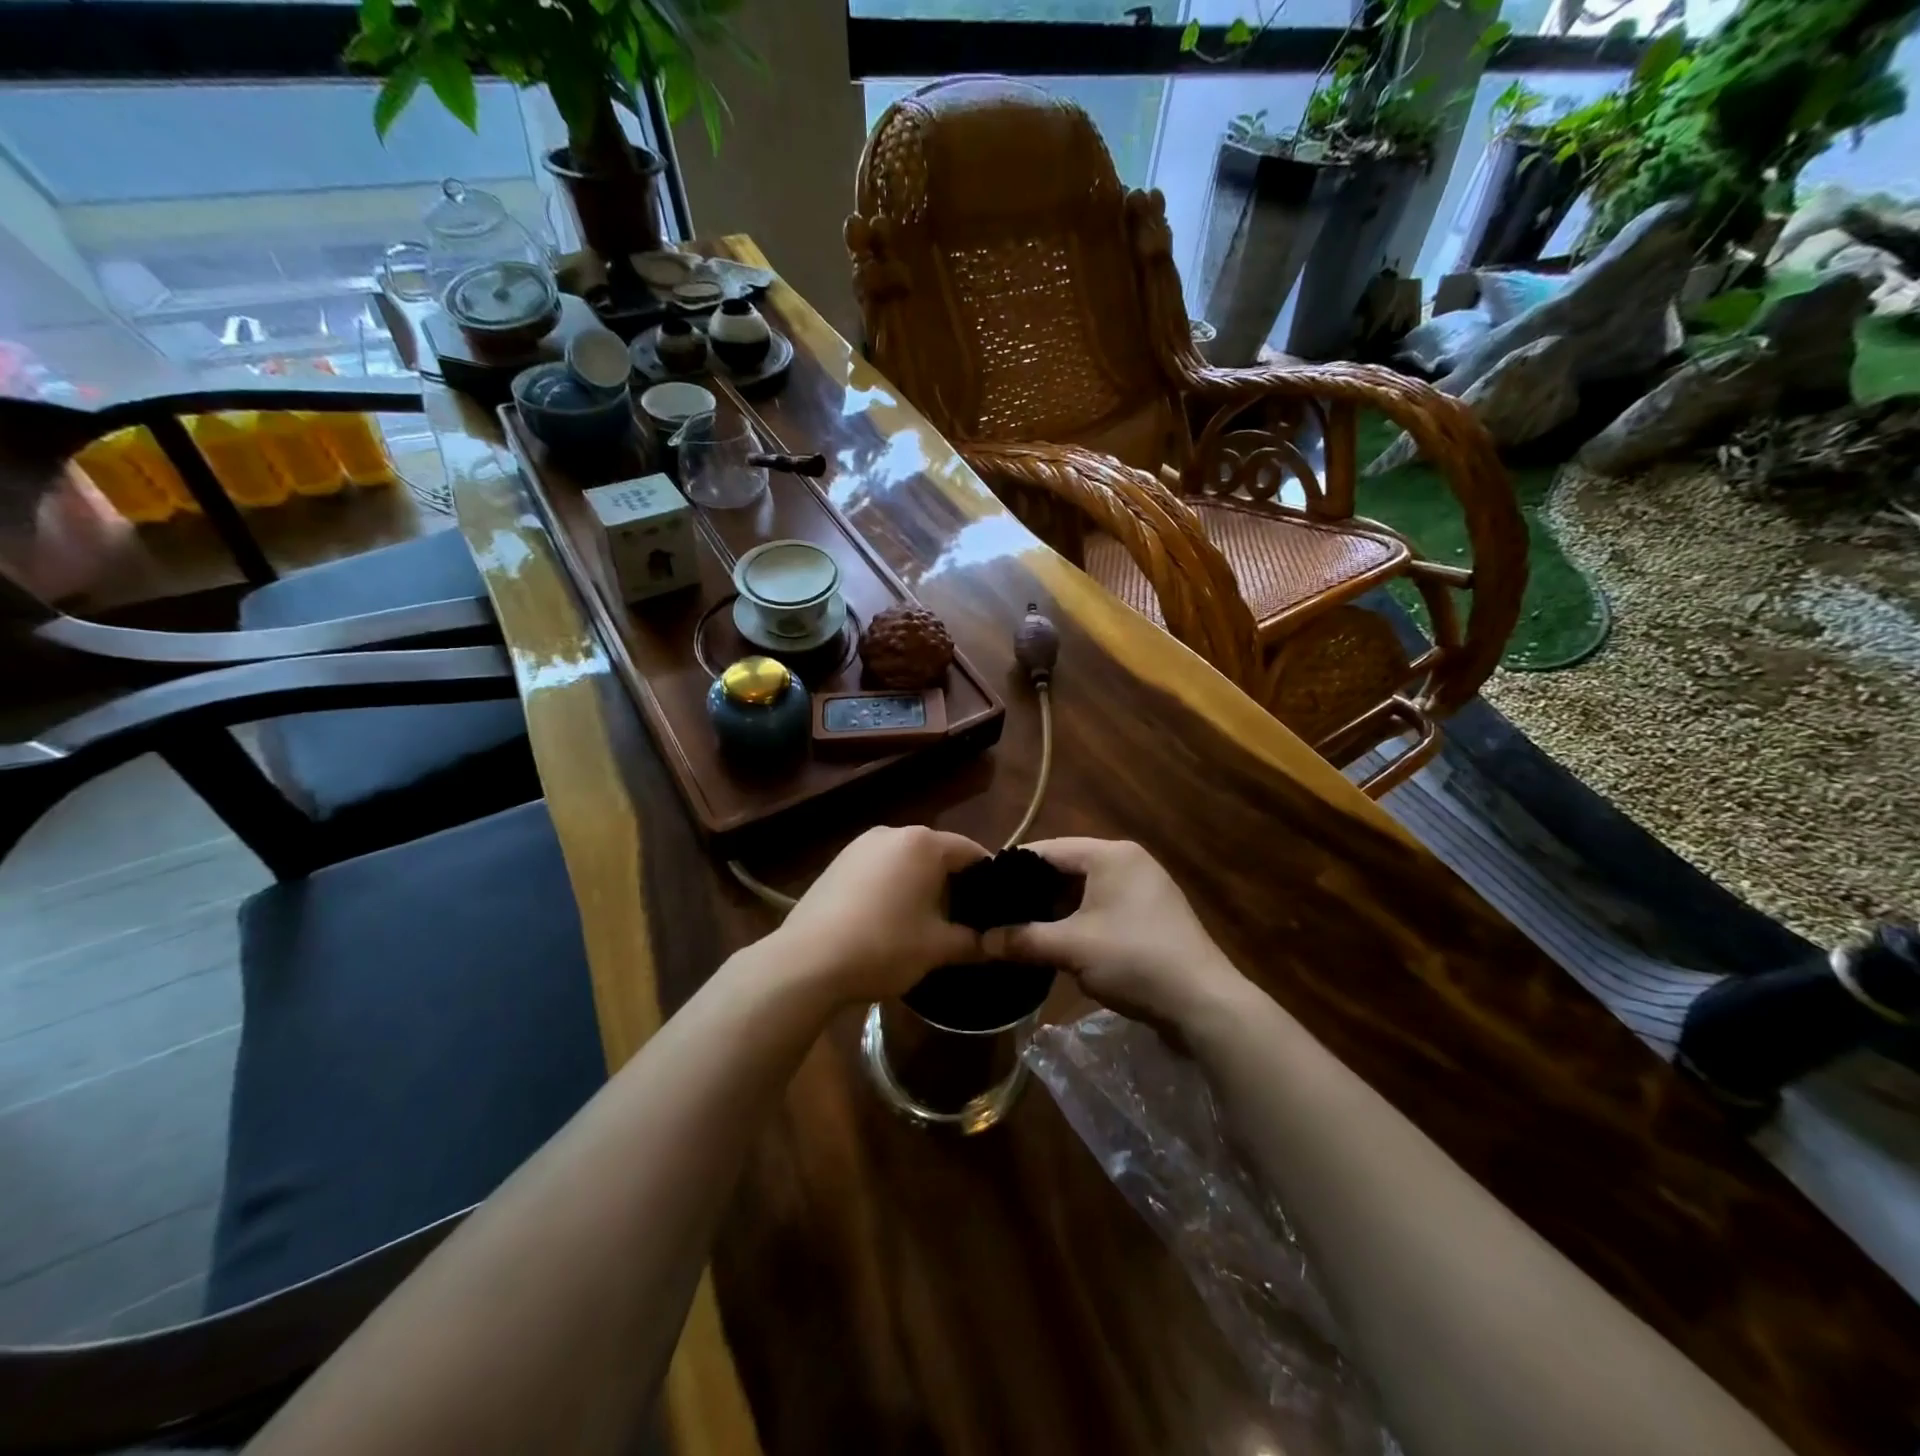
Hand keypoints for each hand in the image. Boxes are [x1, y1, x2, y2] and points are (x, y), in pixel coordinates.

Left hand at [771, 826, 988, 1004]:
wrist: (808, 961)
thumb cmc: (884, 946)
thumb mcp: (937, 948)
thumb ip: (974, 942)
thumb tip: (999, 945)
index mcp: (923, 843)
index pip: (970, 852)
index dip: (988, 879)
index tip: (996, 908)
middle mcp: (892, 832)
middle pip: (937, 853)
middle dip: (954, 883)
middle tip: (964, 920)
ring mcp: (860, 845)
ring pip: (906, 861)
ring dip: (921, 885)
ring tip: (927, 923)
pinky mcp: (838, 863)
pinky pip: (879, 869)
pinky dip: (893, 887)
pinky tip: (889, 920)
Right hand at [981, 838, 1248, 1030]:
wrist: (1204, 1003)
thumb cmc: (1135, 960)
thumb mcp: (1071, 948)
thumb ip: (1023, 939)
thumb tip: (980, 941)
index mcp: (1111, 854)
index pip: (1048, 850)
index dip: (1012, 868)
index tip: (982, 888)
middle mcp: (1129, 862)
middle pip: (1067, 869)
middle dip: (1033, 893)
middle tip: (996, 913)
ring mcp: (1144, 890)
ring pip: (1084, 892)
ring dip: (1054, 911)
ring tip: (1018, 929)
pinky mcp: (1151, 917)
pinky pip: (1103, 909)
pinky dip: (1078, 922)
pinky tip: (1056, 942)